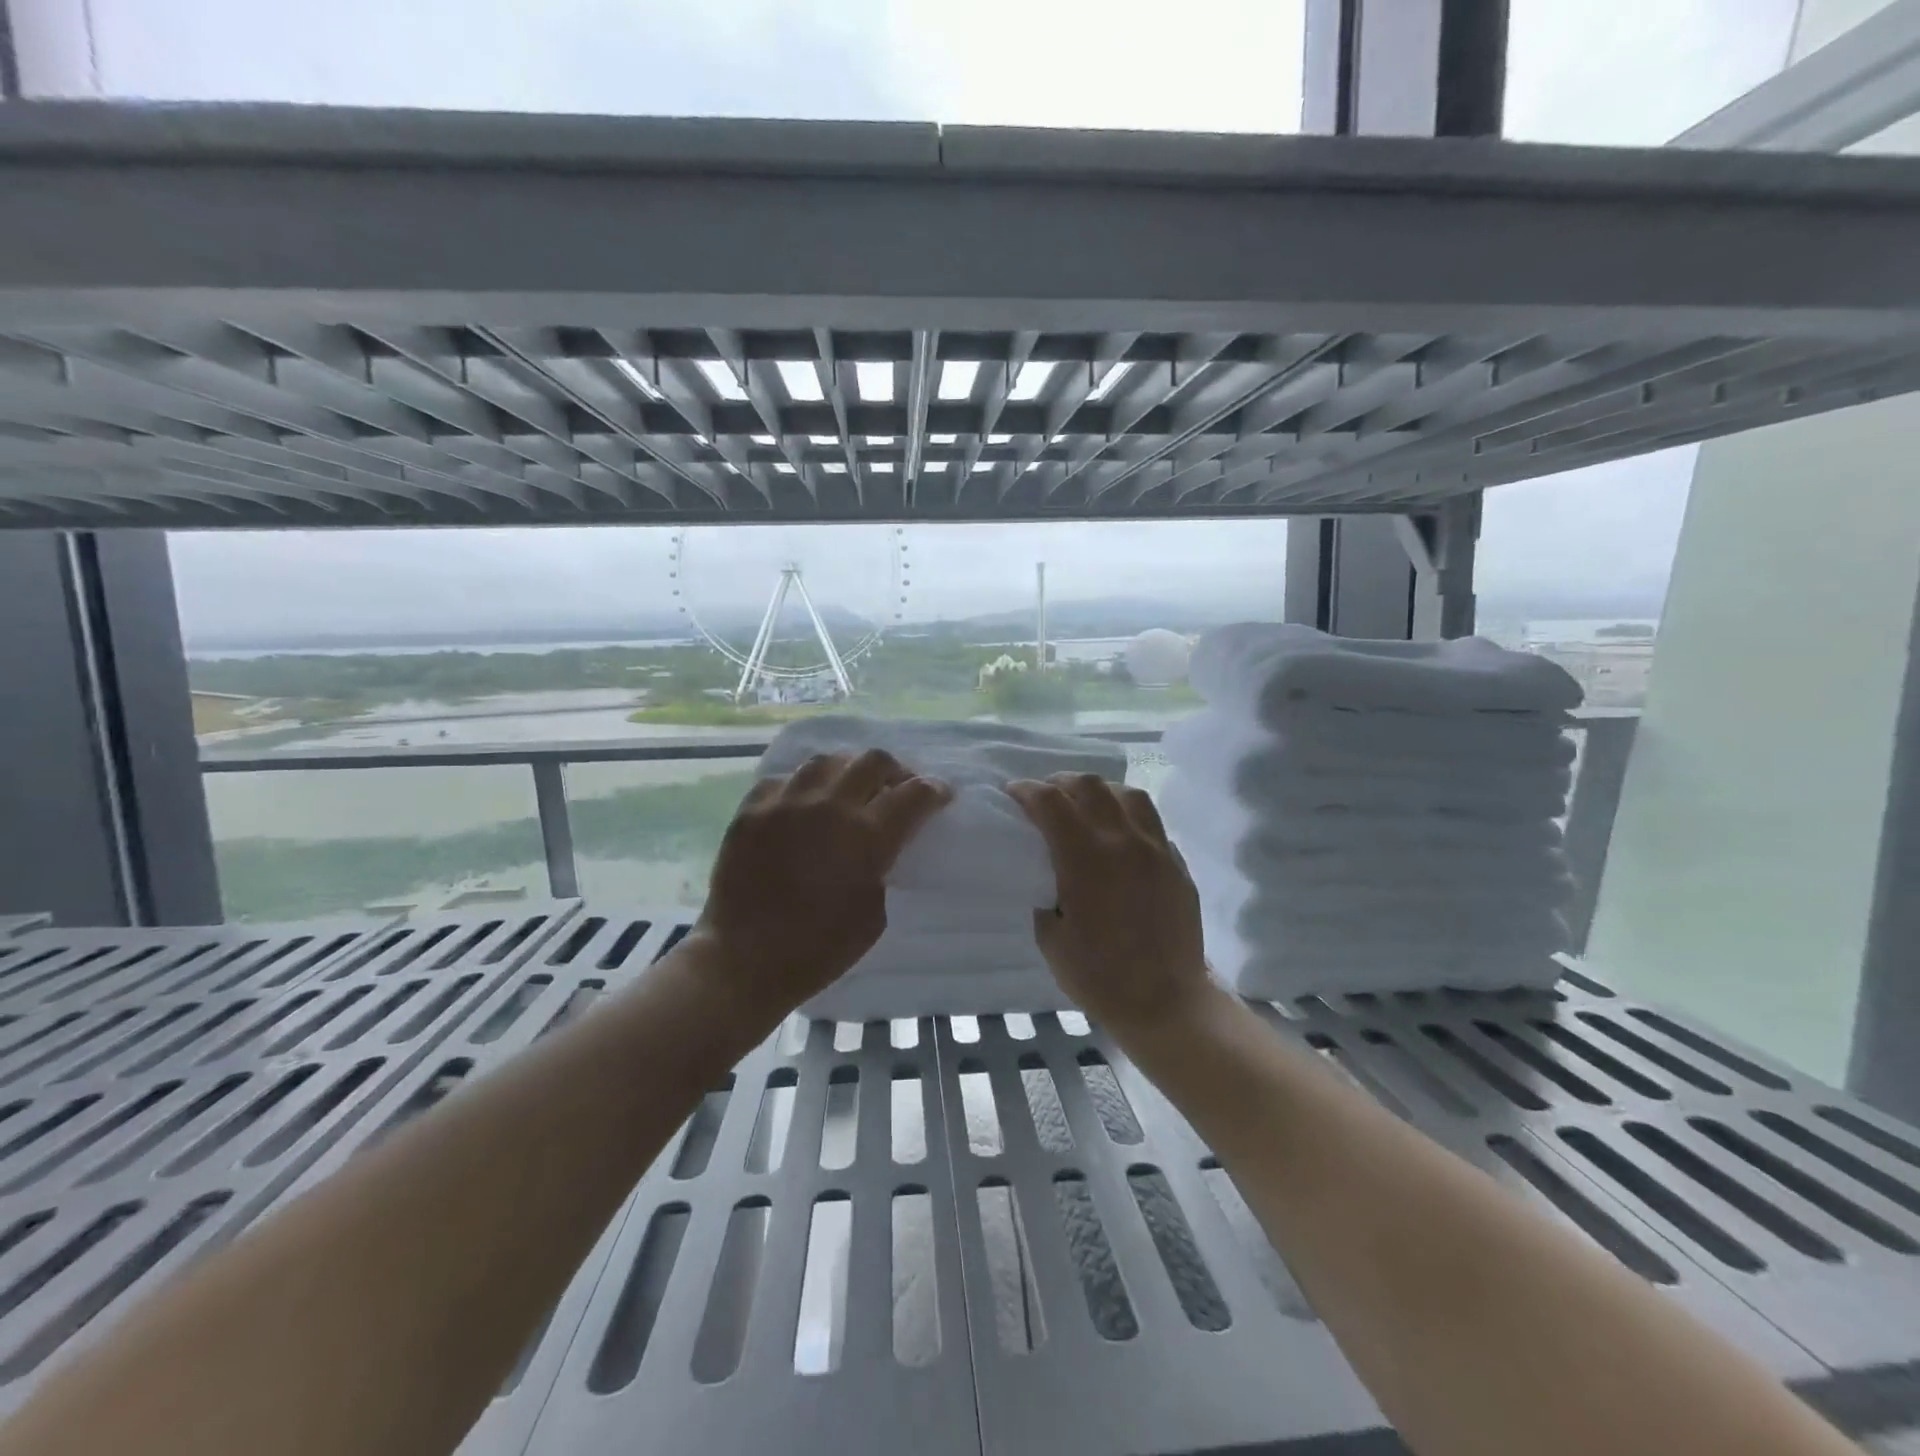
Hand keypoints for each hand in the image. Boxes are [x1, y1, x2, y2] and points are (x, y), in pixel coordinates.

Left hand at [691, 751, 950, 1020]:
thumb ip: (883, 867)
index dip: (934, 791)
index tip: (940, 795)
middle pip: (873, 762)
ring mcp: (786, 803)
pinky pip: (783, 779)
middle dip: (896, 771)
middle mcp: (829, 806)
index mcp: (867, 836)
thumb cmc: (819, 950)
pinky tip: (803, 803)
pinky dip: (802, 787)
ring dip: (848, 770)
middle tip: (897, 787)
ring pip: (827, 761)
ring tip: (849, 788)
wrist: (744, 961)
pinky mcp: (751, 810)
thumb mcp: (874, 913)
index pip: (913, 794)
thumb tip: (882, 844)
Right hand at [1007, 774, 1212, 1038]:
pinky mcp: (1176, 863)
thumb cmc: (1099, 976)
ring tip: (1086, 808)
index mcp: (1085, 858)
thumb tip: (1045, 874)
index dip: (1026, 790)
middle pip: (1089, 785)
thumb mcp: (1050, 938)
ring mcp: (1156, 848)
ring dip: (1099, 792)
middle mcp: (1122, 841)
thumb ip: (1044, 893)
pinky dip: (1128, 817)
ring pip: (1127, 794)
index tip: (1013, 794)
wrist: (1166, 1003)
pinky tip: (1119, 837)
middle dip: (1060, 783)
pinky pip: (1151, 822)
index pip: (1051, 801)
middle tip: (1046, 798)